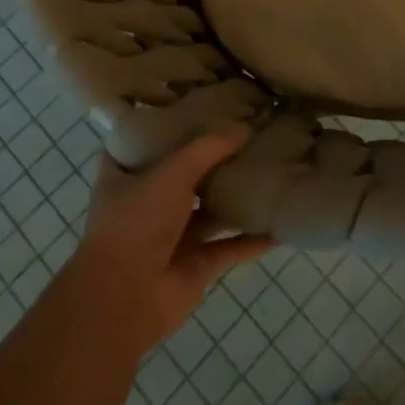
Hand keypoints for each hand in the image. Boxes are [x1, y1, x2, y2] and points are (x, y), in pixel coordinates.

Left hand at [70, 125, 273, 354]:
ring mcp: (172, 235)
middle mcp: (147, 202)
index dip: (163, 121)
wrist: (123, 302)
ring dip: (235, 195)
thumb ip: (209, 148)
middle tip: (249, 130)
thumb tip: (245, 127)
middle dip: (212, 157)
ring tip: (272, 169)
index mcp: (126, 175)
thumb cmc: (136, 223)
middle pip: (184, 172)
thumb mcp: (172, 172)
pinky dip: (253, 238)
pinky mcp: (195, 264)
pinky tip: (280, 225)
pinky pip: (230, 246)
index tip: (193, 103)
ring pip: (210, 209)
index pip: (141, 140)